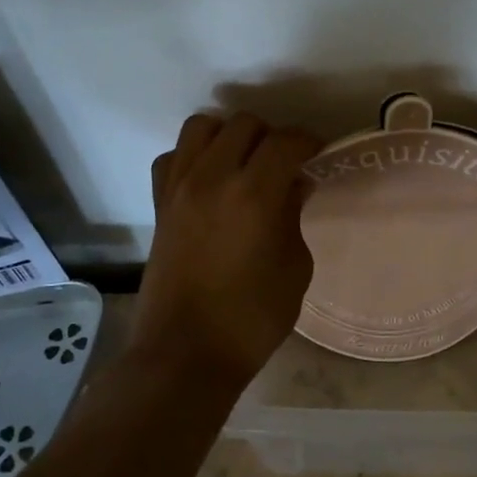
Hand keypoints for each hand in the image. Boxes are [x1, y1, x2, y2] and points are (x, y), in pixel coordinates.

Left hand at [138, 112, 323, 383]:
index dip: (308, 141)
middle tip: (284, 164)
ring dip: (229, 136)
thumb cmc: (251, 317)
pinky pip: (173, 157)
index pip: (286, 141)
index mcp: (253, 193)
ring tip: (243, 163)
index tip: (318, 153)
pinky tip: (208, 181)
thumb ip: (294, 216)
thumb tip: (294, 185)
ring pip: (202, 127)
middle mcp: (212, 177)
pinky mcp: (158, 204)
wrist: (186, 352)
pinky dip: (193, 157)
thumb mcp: (294, 267)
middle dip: (271, 136)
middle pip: (244, 124)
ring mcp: (179, 187)